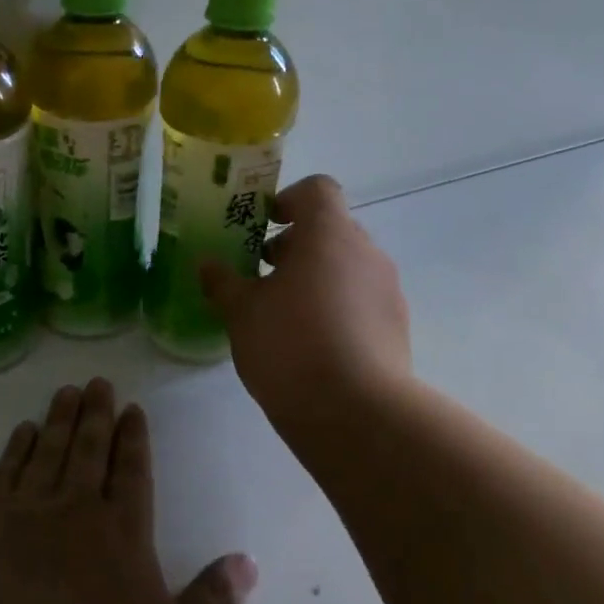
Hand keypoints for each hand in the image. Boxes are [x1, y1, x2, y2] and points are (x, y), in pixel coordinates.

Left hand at [0, 378, 257, 603]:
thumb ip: (212, 602)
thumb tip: (249, 562)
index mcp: (123, 531)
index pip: (133, 471)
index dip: (134, 438)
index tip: (132, 408)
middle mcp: (77, 507)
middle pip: (90, 449)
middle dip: (98, 414)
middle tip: (98, 382)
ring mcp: (27, 510)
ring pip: (49, 450)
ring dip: (60, 419)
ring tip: (66, 391)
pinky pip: (5, 471)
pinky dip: (16, 448)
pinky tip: (22, 431)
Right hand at [200, 174, 412, 436]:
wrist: (356, 414)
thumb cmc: (290, 345)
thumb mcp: (241, 312)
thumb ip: (223, 282)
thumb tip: (207, 265)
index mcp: (329, 234)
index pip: (317, 189)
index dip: (288, 200)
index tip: (262, 227)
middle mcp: (366, 252)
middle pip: (331, 229)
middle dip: (295, 245)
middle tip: (261, 274)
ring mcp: (387, 290)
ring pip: (347, 266)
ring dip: (316, 277)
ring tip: (282, 314)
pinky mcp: (397, 327)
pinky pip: (361, 300)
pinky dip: (336, 307)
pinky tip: (311, 343)